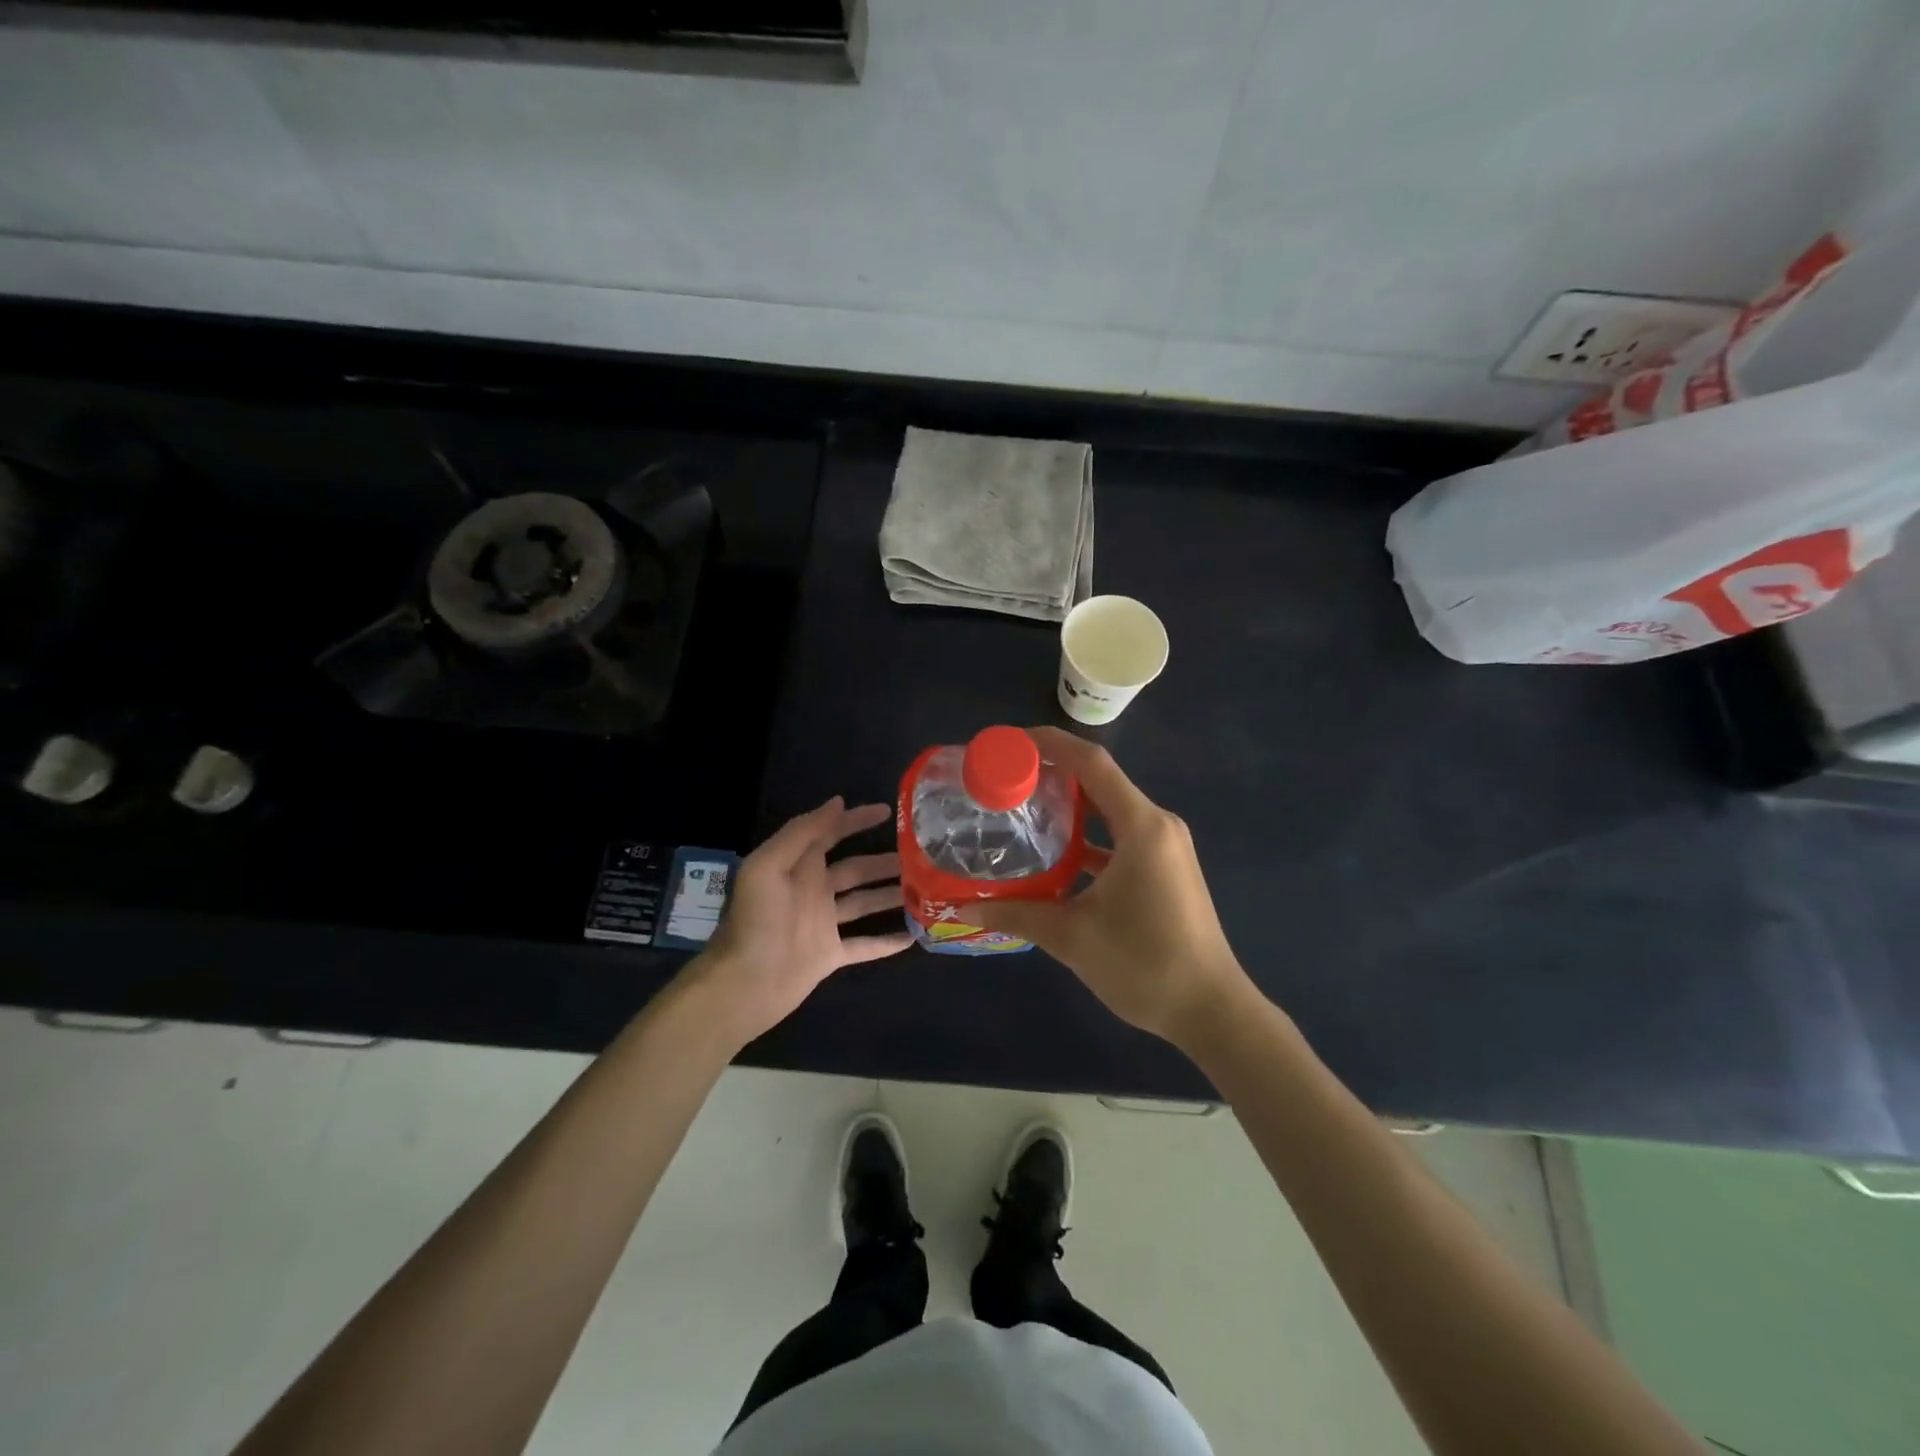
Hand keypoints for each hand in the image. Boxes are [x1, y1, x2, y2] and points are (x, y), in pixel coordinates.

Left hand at [686, 796, 912, 1047]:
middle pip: (856, 869)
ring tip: (924, 890)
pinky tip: (913, 936)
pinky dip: (887, 942)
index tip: (889, 811)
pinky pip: (865, 945)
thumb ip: (801, 833)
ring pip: (864, 903)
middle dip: (884, 861)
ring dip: (891, 895)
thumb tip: (837, 803)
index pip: (832, 833)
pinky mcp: (830, 955)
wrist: (744, 984)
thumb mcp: (768, 866)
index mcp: (798, 866)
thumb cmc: (756, 921)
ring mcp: (823, 924)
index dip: (857, 820)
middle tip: (920, 857)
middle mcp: (813, 890)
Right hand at [969, 728, 1252, 1049]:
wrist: (1211, 1010)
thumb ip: (1017, 914)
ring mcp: (1166, 847)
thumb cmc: (1144, 964)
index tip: (1010, 742)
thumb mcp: (1072, 938)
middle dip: (1054, 773)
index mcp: (1141, 826)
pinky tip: (1058, 854)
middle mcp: (1158, 825)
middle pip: (1101, 780)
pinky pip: (1122, 835)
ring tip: (1024, 809)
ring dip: (1072, 806)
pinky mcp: (1166, 868)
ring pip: (1111, 809)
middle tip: (1006, 779)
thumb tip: (964, 909)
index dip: (1051, 744)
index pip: (1092, 763)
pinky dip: (1090, 836)